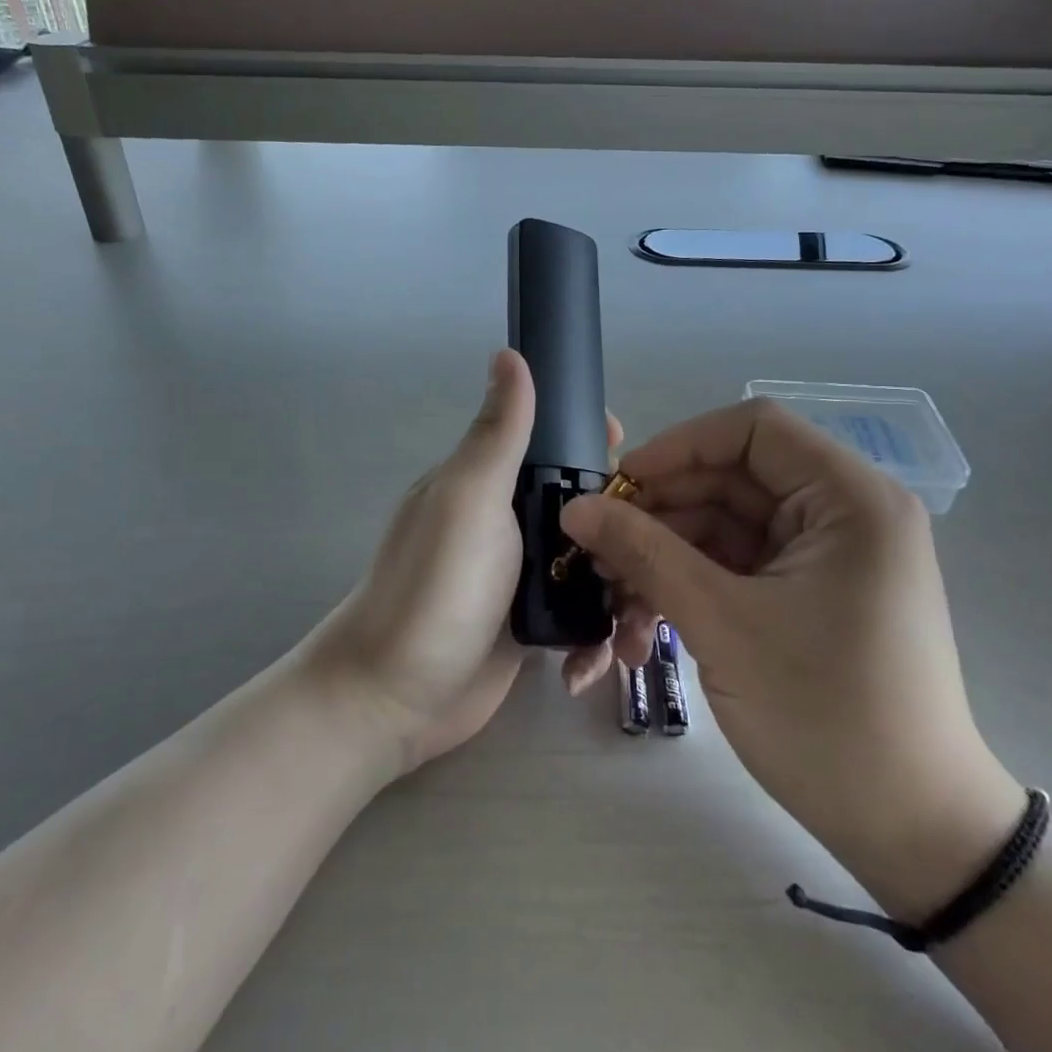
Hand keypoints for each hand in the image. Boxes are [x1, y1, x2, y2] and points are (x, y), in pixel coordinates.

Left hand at [301, 349, 654, 774]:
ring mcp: (523, 576)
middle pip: (587, 506)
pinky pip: (582, 617)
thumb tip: (509, 353)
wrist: (394, 698)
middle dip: (626, 526)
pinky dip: (595, 636)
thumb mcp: (468, 499)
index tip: (633, 458)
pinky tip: (595, 662)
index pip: (553, 443)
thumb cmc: (435, 587)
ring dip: (620, 590)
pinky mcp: (534, 626)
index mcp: (492, 482)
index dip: (594, 443)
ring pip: (592, 564)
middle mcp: (510, 522)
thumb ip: (498, 434)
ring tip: (637, 627)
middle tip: (656, 555)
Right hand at [559, 398, 1025, 919]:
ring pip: (722, 532)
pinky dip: (687, 593)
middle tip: (595, 553)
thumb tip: (575, 507)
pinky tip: (639, 635)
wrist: (910, 833)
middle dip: (657, 517)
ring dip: (662, 564)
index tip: (618, 486)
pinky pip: (734, 571)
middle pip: (729, 482)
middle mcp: (841, 514)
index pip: (752, 430)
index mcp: (849, 498)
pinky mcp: (806, 596)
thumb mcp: (722, 624)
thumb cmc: (826, 716)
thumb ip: (644, 553)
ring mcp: (823, 558)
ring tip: (608, 610)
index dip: (678, 447)